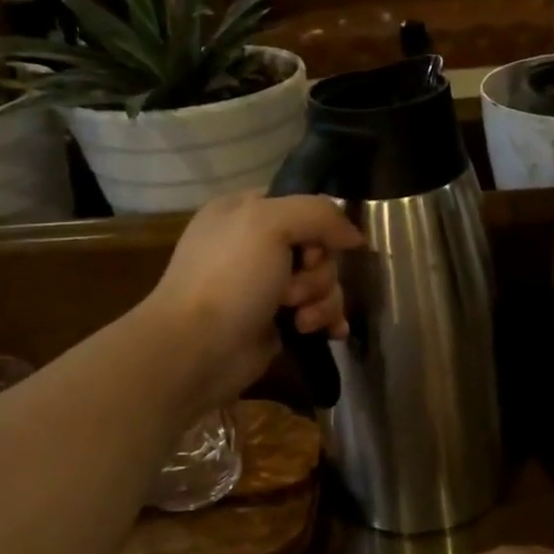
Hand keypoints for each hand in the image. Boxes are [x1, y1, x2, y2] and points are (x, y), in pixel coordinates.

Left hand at [142, 192, 364, 414]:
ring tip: (300, 319)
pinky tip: (331, 333)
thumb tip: (355, 236)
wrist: (198, 349)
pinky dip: (327, 320)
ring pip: (323, 281)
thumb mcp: (269, 223)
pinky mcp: (278, 321)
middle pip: (319, 247)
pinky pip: (320, 311)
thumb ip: (319, 214)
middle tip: (293, 290)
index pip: (302, 204)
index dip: (319, 225)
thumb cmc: (229, 278)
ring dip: (322, 300)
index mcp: (244, 211)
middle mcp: (256, 245)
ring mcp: (267, 286)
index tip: (315, 246)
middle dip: (318, 271)